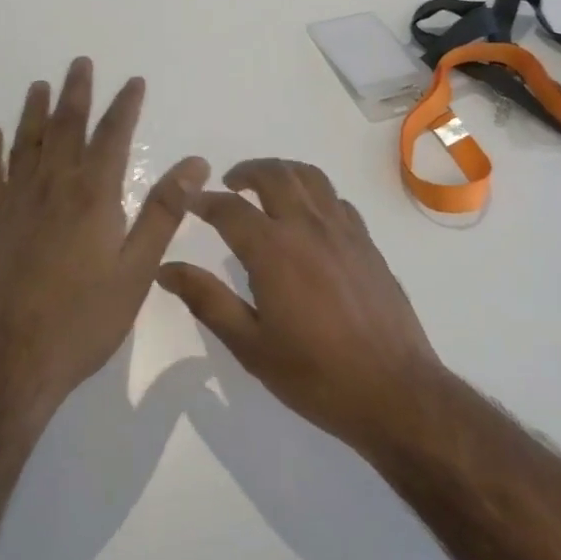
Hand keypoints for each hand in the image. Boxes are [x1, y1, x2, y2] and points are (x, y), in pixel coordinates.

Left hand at [0, 57, 208, 411]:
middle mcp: (52, 188)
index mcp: (93, 195)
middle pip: (66, 128)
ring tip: (40, 85)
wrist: (4, 366)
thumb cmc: (82, 321)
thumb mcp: (137, 270)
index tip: (133, 81)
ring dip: (35, 112)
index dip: (125, 106)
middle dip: (77, 93)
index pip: (113, 136)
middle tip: (80, 63)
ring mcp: (14, 205)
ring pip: (26, 144)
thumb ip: (163, 212)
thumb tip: (195, 162)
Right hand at [156, 158, 443, 452]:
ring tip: (266, 187)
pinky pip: (336, 199)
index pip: (230, 209)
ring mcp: (343, 229)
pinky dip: (314, 193)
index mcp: (274, 249)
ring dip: (282, 172)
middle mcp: (308, 226)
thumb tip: (167, 270)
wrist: (393, 388)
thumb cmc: (314, 374)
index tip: (189, 202)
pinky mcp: (367, 241)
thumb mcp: (250, 345)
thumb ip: (207, 300)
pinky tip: (308, 216)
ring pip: (310, 177)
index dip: (205, 201)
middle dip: (246, 171)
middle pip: (275, 175)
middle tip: (229, 184)